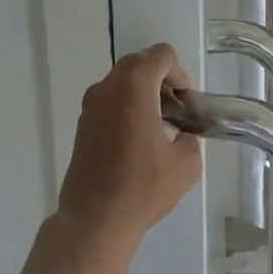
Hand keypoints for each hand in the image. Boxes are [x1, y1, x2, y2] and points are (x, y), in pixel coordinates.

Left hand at [57, 44, 202, 245]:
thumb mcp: (186, 164)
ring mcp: (90, 106)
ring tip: (158, 129)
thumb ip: (191, 138)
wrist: (95, 218)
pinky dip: (126, 108)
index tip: (186, 103)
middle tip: (175, 112)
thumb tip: (183, 135)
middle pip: (139, 64)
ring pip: (121, 83)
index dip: (180, 73)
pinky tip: (137, 142)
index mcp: (134, 87)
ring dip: (142, 95)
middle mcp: (108, 88)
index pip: (161, 55)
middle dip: (161, 81)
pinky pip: (109, 102)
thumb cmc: (143, 187)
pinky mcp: (82, 125)